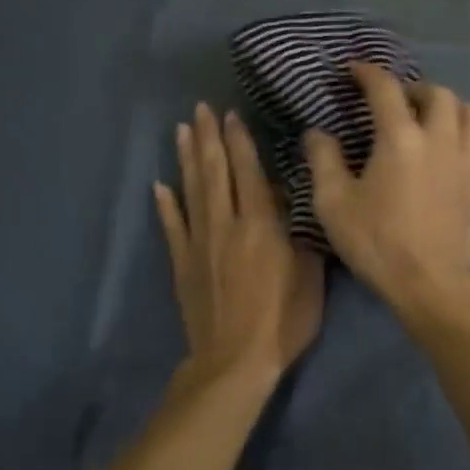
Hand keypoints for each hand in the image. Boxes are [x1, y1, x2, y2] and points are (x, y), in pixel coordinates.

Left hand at [155, 104, 324, 394]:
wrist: (235, 361)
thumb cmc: (284, 317)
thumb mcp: (310, 270)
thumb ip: (299, 229)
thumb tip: (290, 195)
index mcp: (259, 223)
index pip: (247, 171)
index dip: (239, 140)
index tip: (230, 113)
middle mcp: (226, 224)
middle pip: (214, 172)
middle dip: (208, 137)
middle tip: (201, 108)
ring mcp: (200, 243)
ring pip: (192, 191)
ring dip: (187, 158)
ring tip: (181, 130)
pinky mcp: (183, 265)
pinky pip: (172, 227)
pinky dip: (166, 205)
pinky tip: (159, 185)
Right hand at [304, 64, 469, 318]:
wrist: (429, 284)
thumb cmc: (377, 242)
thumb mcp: (333, 203)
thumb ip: (323, 159)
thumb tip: (317, 132)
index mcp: (400, 137)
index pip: (385, 88)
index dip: (367, 73)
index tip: (353, 71)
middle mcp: (439, 139)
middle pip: (438, 93)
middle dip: (416, 89)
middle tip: (397, 104)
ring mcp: (468, 162)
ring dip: (456, 110)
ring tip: (435, 123)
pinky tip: (466, 160)